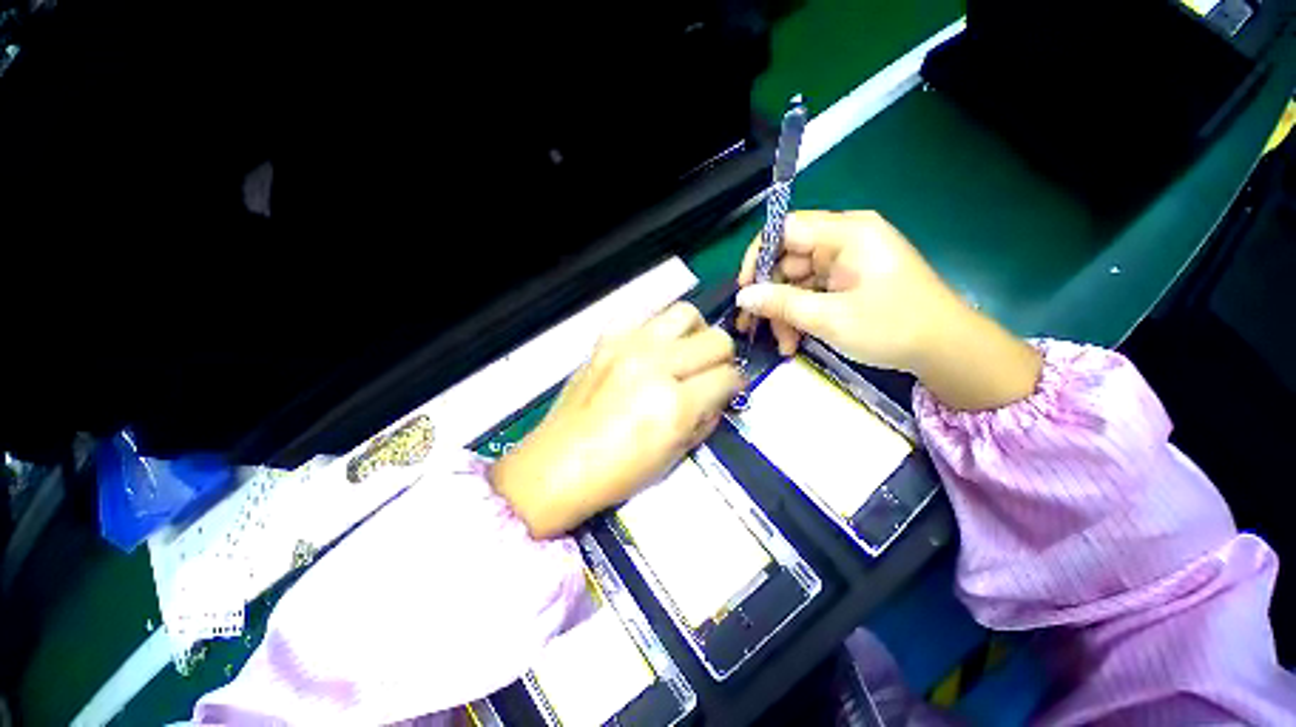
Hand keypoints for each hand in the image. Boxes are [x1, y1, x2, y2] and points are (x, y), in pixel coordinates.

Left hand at [490, 303, 743, 537]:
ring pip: (685, 313)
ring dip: (694, 332)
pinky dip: (655, 328)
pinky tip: (650, 348)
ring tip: (685, 352)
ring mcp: (628, 346)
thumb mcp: (675, 455)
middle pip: (715, 339)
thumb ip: (706, 419)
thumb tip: (720, 394)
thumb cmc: (618, 472)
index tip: (729, 390)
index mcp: (675, 403)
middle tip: (710, 373)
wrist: (558, 465)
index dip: (735, 384)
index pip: (727, 376)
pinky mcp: (606, 339)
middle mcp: (655, 365)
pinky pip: (643, 315)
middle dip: (722, 358)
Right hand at [736, 210, 1040, 410]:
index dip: (758, 257)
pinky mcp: (848, 281)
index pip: (785, 230)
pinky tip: (795, 341)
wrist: (946, 350)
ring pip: (796, 281)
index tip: (744, 290)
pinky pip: (811, 292)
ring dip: (784, 313)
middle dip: (770, 296)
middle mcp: (845, 240)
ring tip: (783, 345)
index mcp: (847, 233)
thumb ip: (782, 304)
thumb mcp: (830, 318)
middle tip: (754, 327)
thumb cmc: (893, 327)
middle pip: (788, 260)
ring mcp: (847, 261)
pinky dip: (800, 316)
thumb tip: (743, 296)